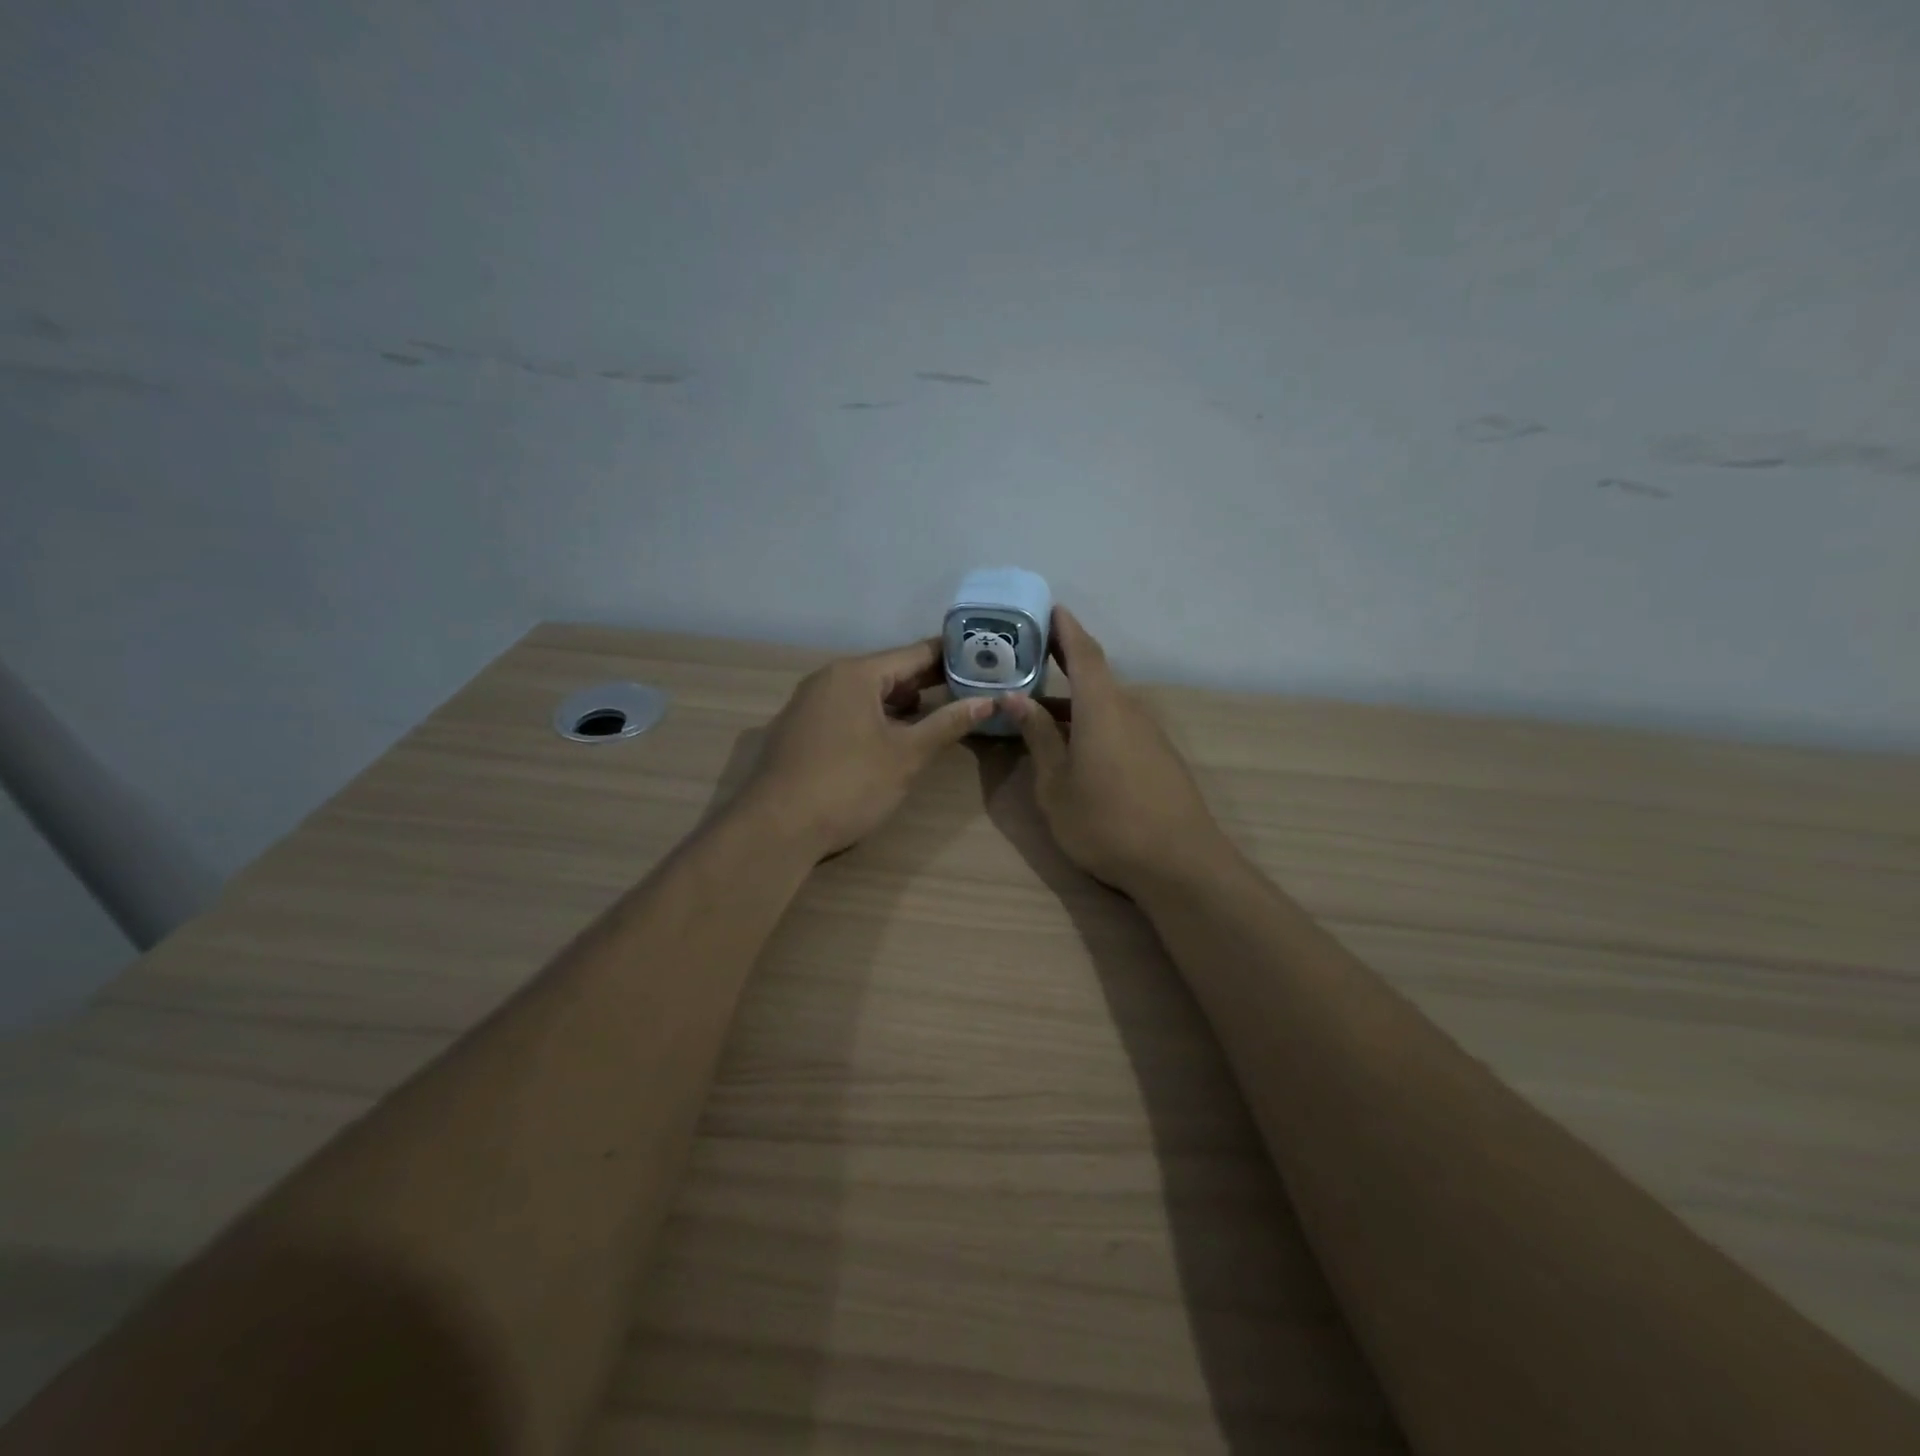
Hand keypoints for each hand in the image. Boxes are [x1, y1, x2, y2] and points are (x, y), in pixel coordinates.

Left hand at [740, 638, 989, 859]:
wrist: (776, 827)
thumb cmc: (849, 785)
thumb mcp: (907, 755)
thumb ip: (947, 724)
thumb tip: (988, 701)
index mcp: (856, 674)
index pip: (914, 653)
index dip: (951, 656)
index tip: (984, 657)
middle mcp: (828, 678)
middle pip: (888, 670)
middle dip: (928, 680)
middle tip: (971, 686)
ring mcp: (809, 703)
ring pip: (866, 692)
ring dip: (901, 700)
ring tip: (940, 710)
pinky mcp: (800, 729)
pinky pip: (847, 710)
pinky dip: (875, 716)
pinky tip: (894, 735)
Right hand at [1003, 608, 1224, 896]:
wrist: (1179, 863)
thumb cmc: (1105, 821)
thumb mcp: (1056, 783)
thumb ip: (1038, 737)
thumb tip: (1015, 699)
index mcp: (1101, 706)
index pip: (1083, 652)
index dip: (1065, 628)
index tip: (1048, 608)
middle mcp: (1129, 709)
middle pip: (1095, 676)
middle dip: (1063, 663)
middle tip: (1029, 657)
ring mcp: (1149, 734)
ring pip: (1106, 704)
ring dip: (1074, 701)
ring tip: (1039, 707)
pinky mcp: (1159, 757)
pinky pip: (1119, 725)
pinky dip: (1092, 722)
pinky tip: (1074, 744)